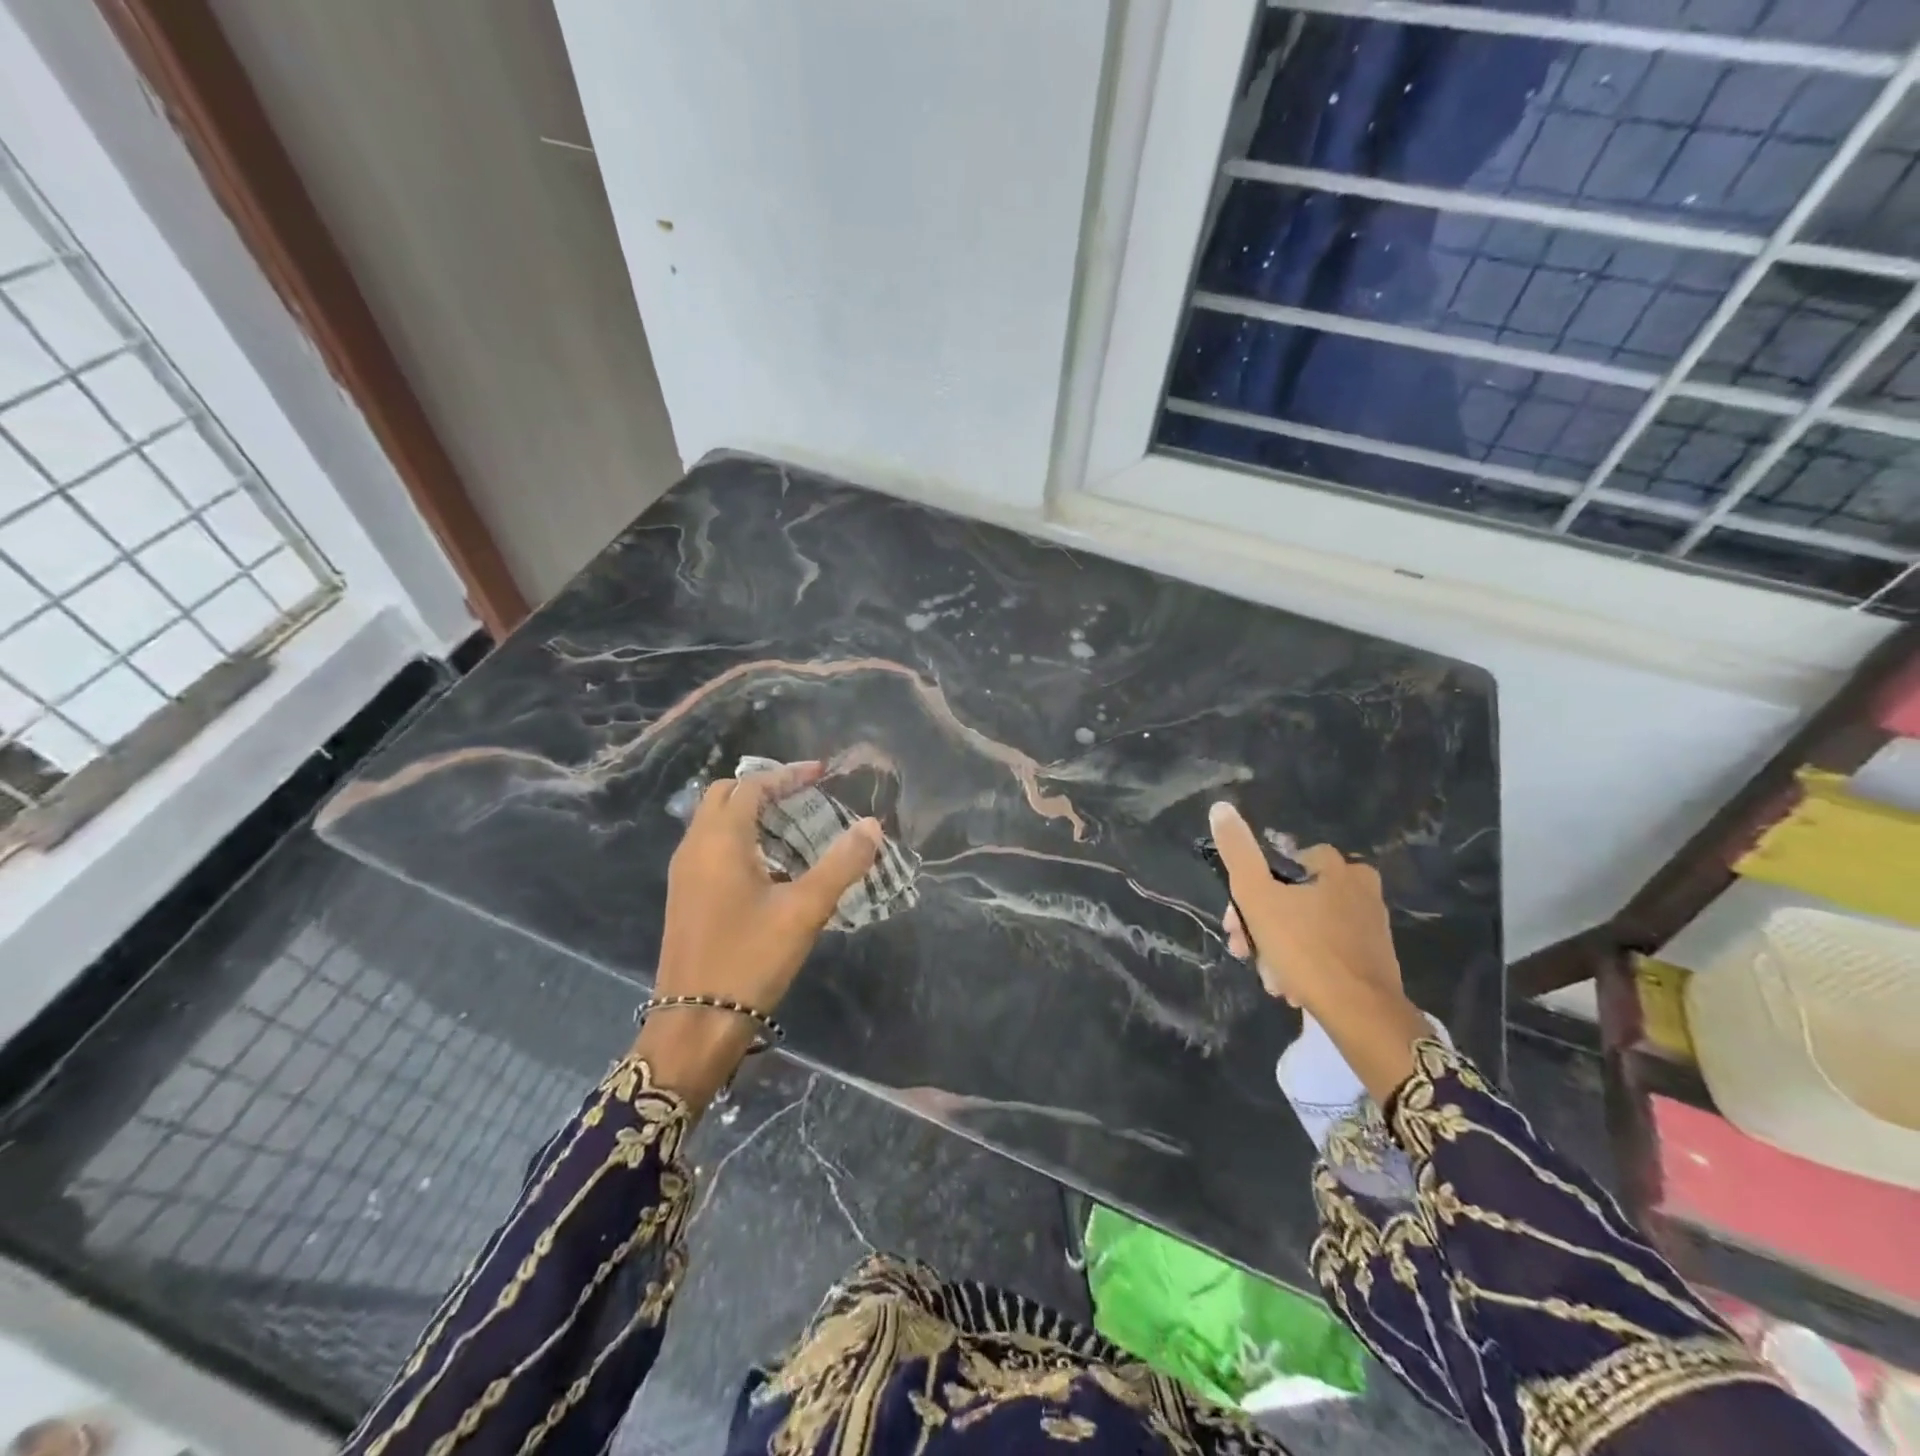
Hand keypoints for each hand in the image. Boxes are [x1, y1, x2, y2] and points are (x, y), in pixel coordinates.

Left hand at [634, 762, 880, 1109]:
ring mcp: (684, 873)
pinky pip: (710, 846)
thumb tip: (873, 825)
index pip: (751, 786)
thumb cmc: (750, 958)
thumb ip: (841, 864)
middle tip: (803, 796)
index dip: (786, 775)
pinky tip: (771, 866)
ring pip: (714, 822)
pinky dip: (739, 838)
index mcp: (719, 841)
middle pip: (725, 796)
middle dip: (764, 788)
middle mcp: (694, 847)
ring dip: (750, 813)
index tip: (820, 773)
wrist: (696, 1022)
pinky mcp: (685, 895)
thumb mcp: (805, 910)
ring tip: (793, 825)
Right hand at [1210, 802, 1429, 1103]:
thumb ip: (1237, 852)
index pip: (1278, 864)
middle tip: (1246, 953)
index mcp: (1336, 866)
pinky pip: (1326, 949)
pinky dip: (1305, 963)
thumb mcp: (1257, 896)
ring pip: (1305, 927)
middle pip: (1290, 898)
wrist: (1362, 1015)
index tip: (1235, 923)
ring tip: (1272, 979)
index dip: (1249, 892)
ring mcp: (1370, 923)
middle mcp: (1360, 887)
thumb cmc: (1306, 949)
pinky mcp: (1373, 956)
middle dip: (1261, 927)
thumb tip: (1220, 808)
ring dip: (1279, 949)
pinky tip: (1292, 986)